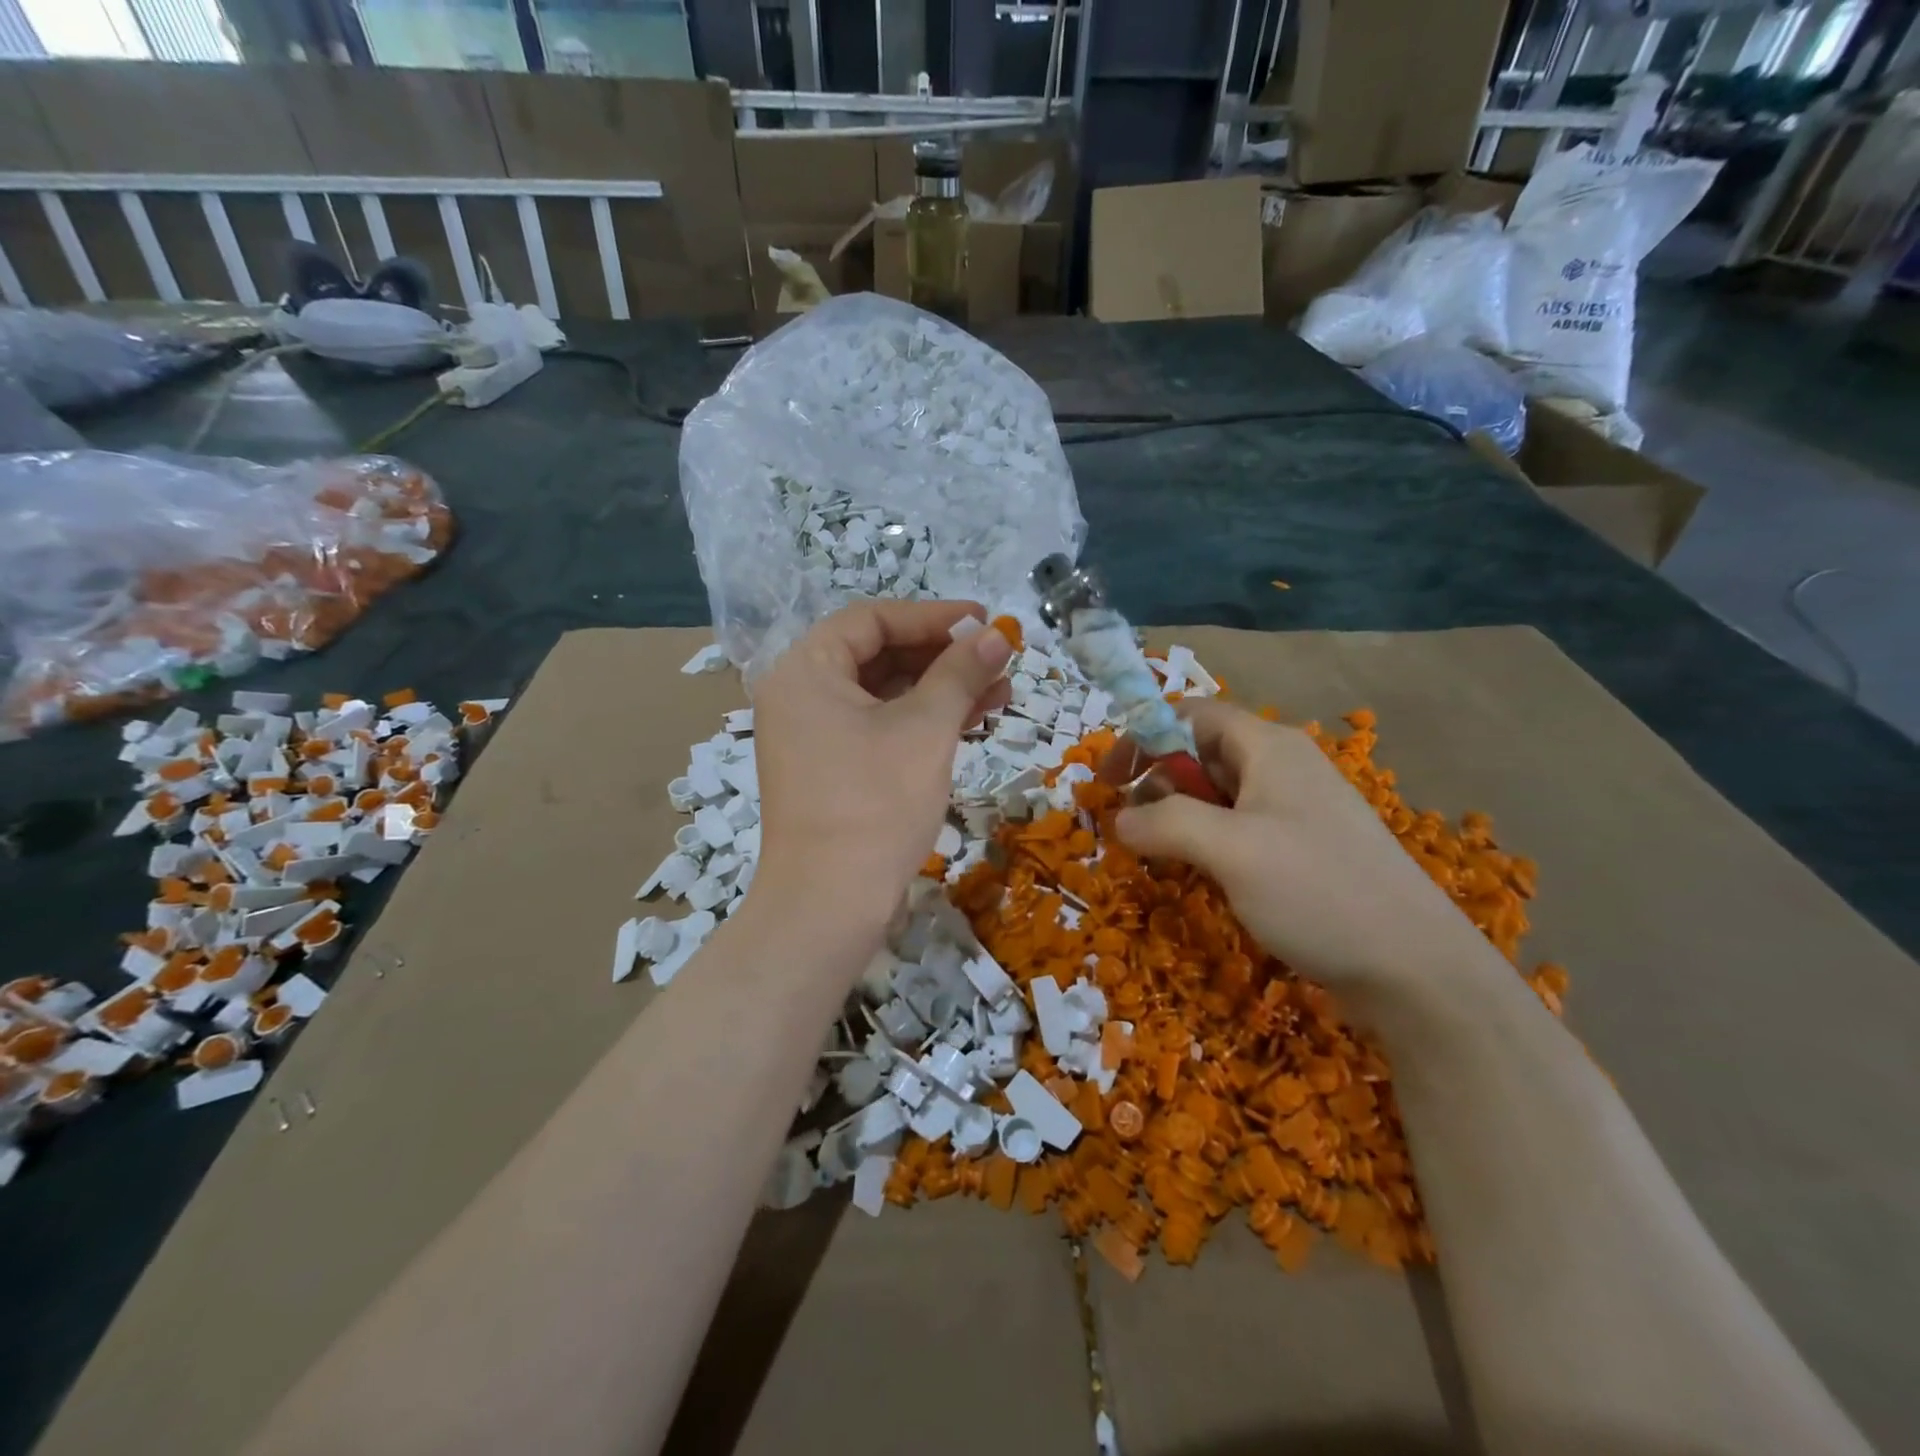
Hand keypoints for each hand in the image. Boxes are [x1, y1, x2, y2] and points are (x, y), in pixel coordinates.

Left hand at [749, 601, 1012, 960]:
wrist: (829, 906)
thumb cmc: (875, 804)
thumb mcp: (925, 729)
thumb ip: (961, 673)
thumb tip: (997, 633)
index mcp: (806, 670)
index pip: (873, 620)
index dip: (933, 617)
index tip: (984, 621)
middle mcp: (800, 695)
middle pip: (878, 655)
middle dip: (943, 656)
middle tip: (998, 658)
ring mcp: (812, 736)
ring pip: (884, 695)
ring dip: (941, 690)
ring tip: (1001, 692)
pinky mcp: (830, 770)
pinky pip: (878, 728)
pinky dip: (921, 722)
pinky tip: (971, 721)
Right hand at [1111, 699, 1490, 1002]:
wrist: (1416, 970)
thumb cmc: (1318, 892)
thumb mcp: (1230, 849)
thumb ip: (1165, 823)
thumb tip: (1119, 820)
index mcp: (1268, 748)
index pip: (1191, 714)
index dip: (1142, 736)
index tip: (1107, 779)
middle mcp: (1282, 768)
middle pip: (1201, 752)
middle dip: (1156, 781)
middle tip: (1128, 827)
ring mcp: (1295, 812)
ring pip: (1217, 796)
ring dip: (1177, 817)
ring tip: (1156, 855)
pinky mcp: (1301, 851)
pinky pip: (1237, 830)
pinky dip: (1205, 844)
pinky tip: (1198, 876)